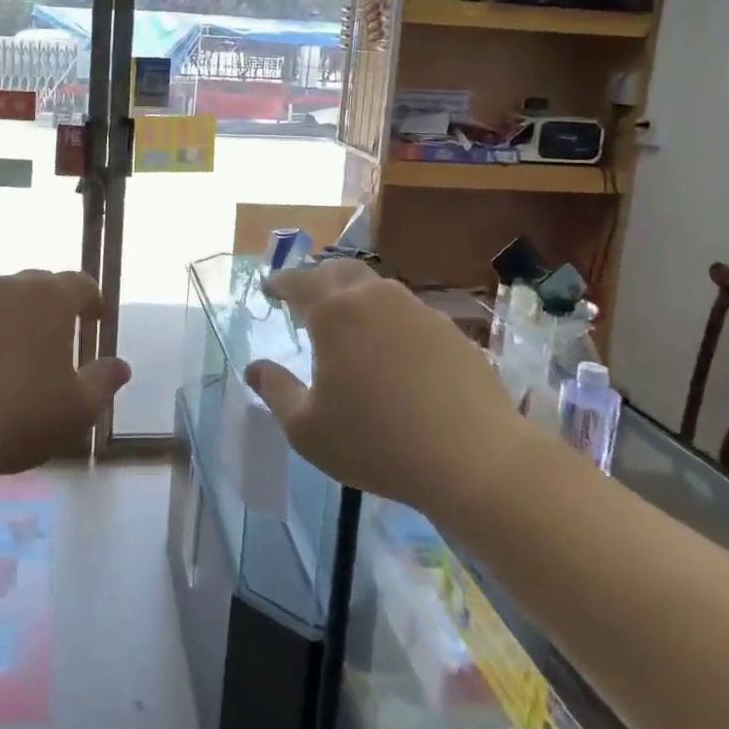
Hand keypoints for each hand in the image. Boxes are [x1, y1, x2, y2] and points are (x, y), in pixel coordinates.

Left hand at [0, 270, 129, 487]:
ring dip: (15, 320)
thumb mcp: (78, 410)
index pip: (80, 284)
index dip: (93, 300)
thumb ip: (104, 381)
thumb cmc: (20, 418)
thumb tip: (120, 365)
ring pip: (0, 303)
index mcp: (49, 299)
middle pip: (38, 285)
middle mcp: (7, 291)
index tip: (97, 320)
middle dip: (54, 304)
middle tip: (61, 334)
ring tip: (20, 356)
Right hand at [245, 259, 521, 514]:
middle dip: (317, 280)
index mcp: (333, 313)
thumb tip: (254, 368)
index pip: (298, 281)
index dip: (280, 282)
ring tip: (349, 325)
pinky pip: (408, 312)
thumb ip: (276, 391)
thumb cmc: (376, 443)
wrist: (474, 458)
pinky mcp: (450, 330)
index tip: (269, 288)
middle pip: (338, 271)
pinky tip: (393, 352)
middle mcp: (374, 298)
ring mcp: (417, 310)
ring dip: (355, 297)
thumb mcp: (307, 429)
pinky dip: (389, 320)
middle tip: (306, 301)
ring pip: (377, 288)